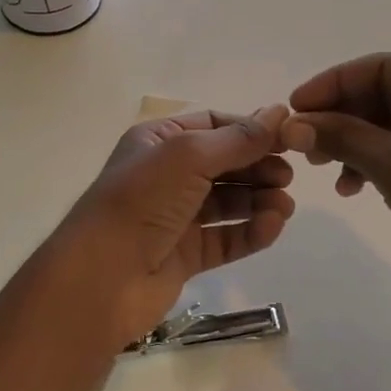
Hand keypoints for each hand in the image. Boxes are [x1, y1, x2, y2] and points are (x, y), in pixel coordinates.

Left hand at [48, 106, 294, 346]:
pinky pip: (226, 238)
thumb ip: (238, 139)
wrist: (102, 278)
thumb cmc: (142, 201)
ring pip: (228, 203)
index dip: (250, 130)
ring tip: (284, 207)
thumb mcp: (189, 156)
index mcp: (158, 142)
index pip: (213, 125)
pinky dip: (251, 232)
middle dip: (258, 167)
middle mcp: (166, 175)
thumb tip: (280, 111)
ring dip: (259, 200)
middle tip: (288, 176)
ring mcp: (176, 217)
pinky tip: (272, 227)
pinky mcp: (185, 255)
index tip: (287, 139)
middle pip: (225, 164)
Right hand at [283, 54, 390, 309]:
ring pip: (386, 123)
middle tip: (302, 142)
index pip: (382, 68)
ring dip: (350, 141)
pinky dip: (370, 161)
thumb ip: (343, 136)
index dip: (333, 83)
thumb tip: (294, 123)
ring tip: (318, 167)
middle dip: (339, 116)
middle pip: (382, 93)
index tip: (295, 108)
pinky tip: (349, 188)